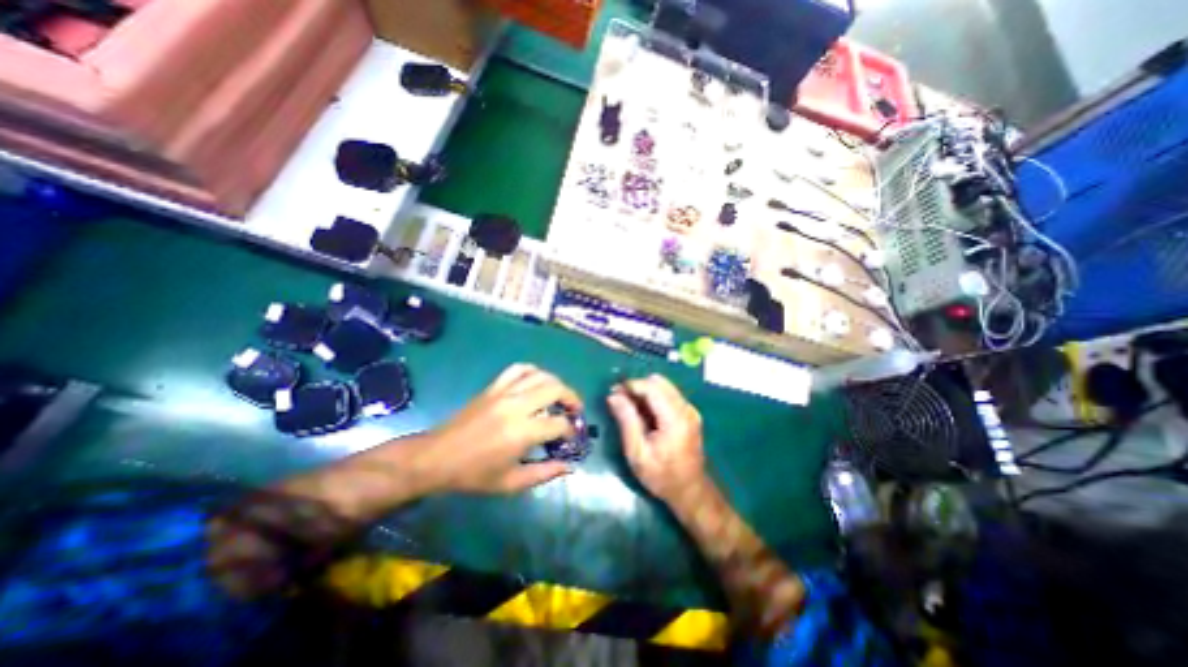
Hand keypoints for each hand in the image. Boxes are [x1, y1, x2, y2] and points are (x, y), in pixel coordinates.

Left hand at [426, 365, 582, 494]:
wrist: (437, 458)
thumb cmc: (474, 475)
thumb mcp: (511, 483)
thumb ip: (544, 474)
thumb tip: (569, 467)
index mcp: (522, 433)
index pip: (559, 423)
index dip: (571, 430)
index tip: (571, 437)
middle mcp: (516, 406)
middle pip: (555, 389)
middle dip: (571, 398)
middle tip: (574, 410)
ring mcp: (504, 392)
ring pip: (540, 375)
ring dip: (556, 383)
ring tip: (559, 396)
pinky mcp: (493, 387)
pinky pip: (518, 369)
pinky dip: (533, 371)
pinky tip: (537, 381)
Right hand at [605, 374, 703, 502]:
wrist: (690, 491)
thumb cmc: (661, 476)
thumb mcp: (637, 452)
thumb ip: (626, 420)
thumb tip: (613, 396)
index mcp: (675, 418)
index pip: (652, 387)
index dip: (631, 385)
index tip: (613, 392)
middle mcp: (686, 408)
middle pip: (659, 382)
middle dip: (637, 386)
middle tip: (620, 399)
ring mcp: (689, 409)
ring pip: (663, 386)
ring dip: (644, 391)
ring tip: (629, 407)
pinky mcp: (689, 413)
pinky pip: (668, 394)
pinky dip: (653, 398)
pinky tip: (643, 413)